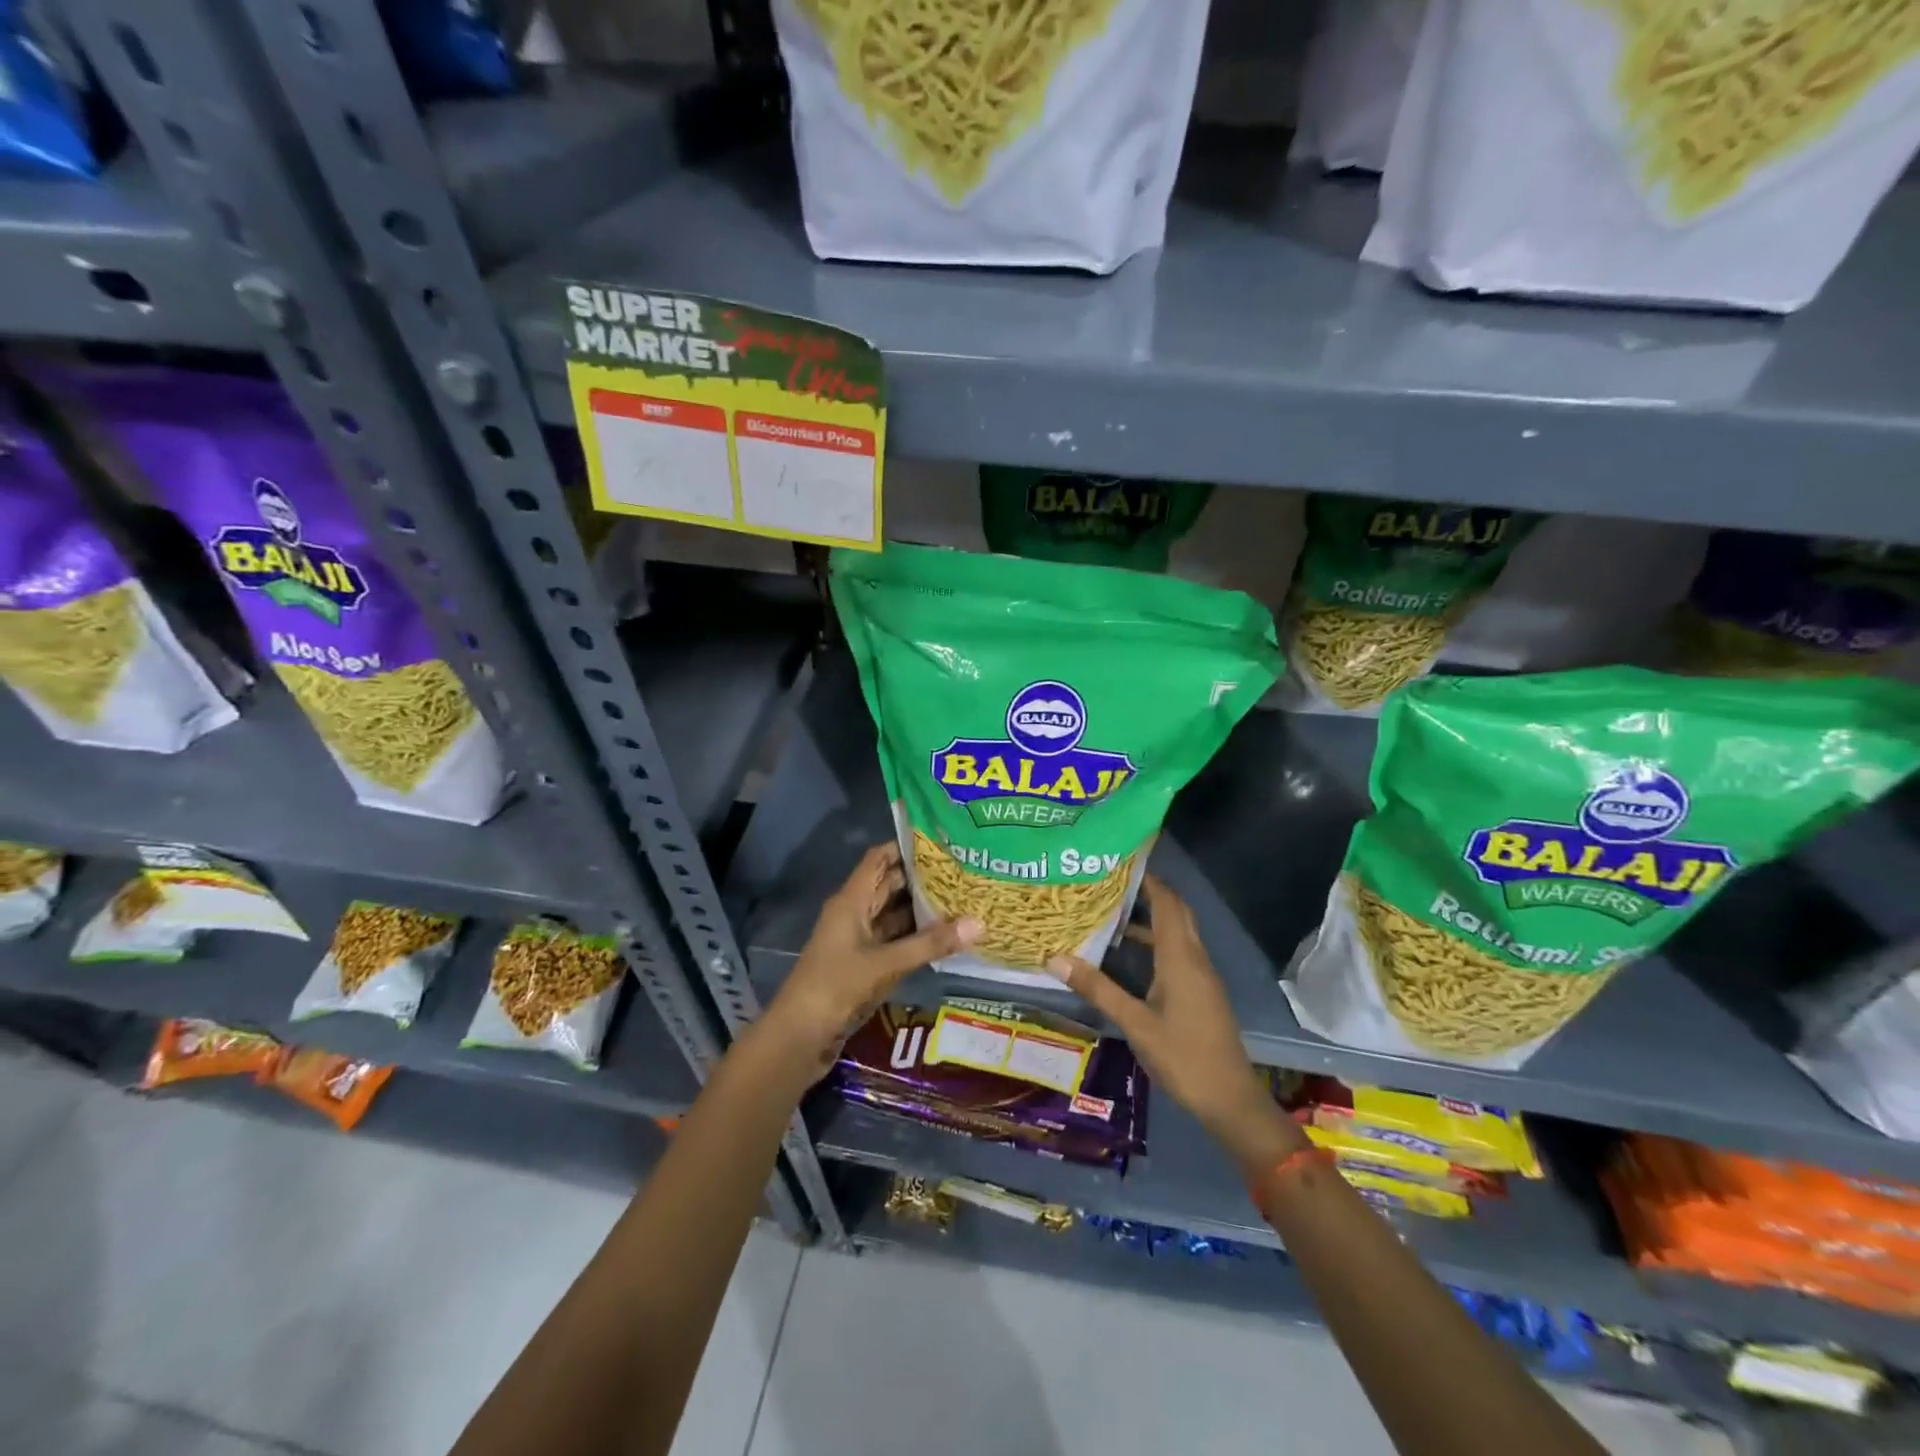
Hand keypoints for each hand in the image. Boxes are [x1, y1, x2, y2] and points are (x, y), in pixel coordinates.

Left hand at [762, 841, 979, 1080]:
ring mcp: (859, 940)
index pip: (880, 859)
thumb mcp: (886, 963)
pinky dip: (917, 936)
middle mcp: (855, 913)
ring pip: (895, 914)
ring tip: (964, 897)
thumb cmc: (836, 987)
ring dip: (923, 908)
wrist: (799, 1037)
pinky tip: (946, 935)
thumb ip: (931, 943)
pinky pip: (895, 941)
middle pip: (890, 884)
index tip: (943, 840)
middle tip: (965, 869)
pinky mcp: (865, 965)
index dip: (907, 846)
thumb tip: (980, 922)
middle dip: (923, 877)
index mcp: (851, 900)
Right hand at [1049, 875, 1301, 1174]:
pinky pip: (1179, 951)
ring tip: (1110, 910)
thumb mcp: (1135, 1024)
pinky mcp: (1201, 991)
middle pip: (1175, 911)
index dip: (1147, 878)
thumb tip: (1055, 958)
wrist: (1230, 1099)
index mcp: (1181, 958)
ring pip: (1177, 932)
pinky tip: (1128, 953)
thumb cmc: (1183, 1057)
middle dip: (1148, 891)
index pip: (1166, 902)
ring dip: (1150, 917)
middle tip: (1110, 880)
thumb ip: (1098, 989)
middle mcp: (1195, 958)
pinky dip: (1156, 940)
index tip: (1119, 860)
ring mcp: (1201, 975)